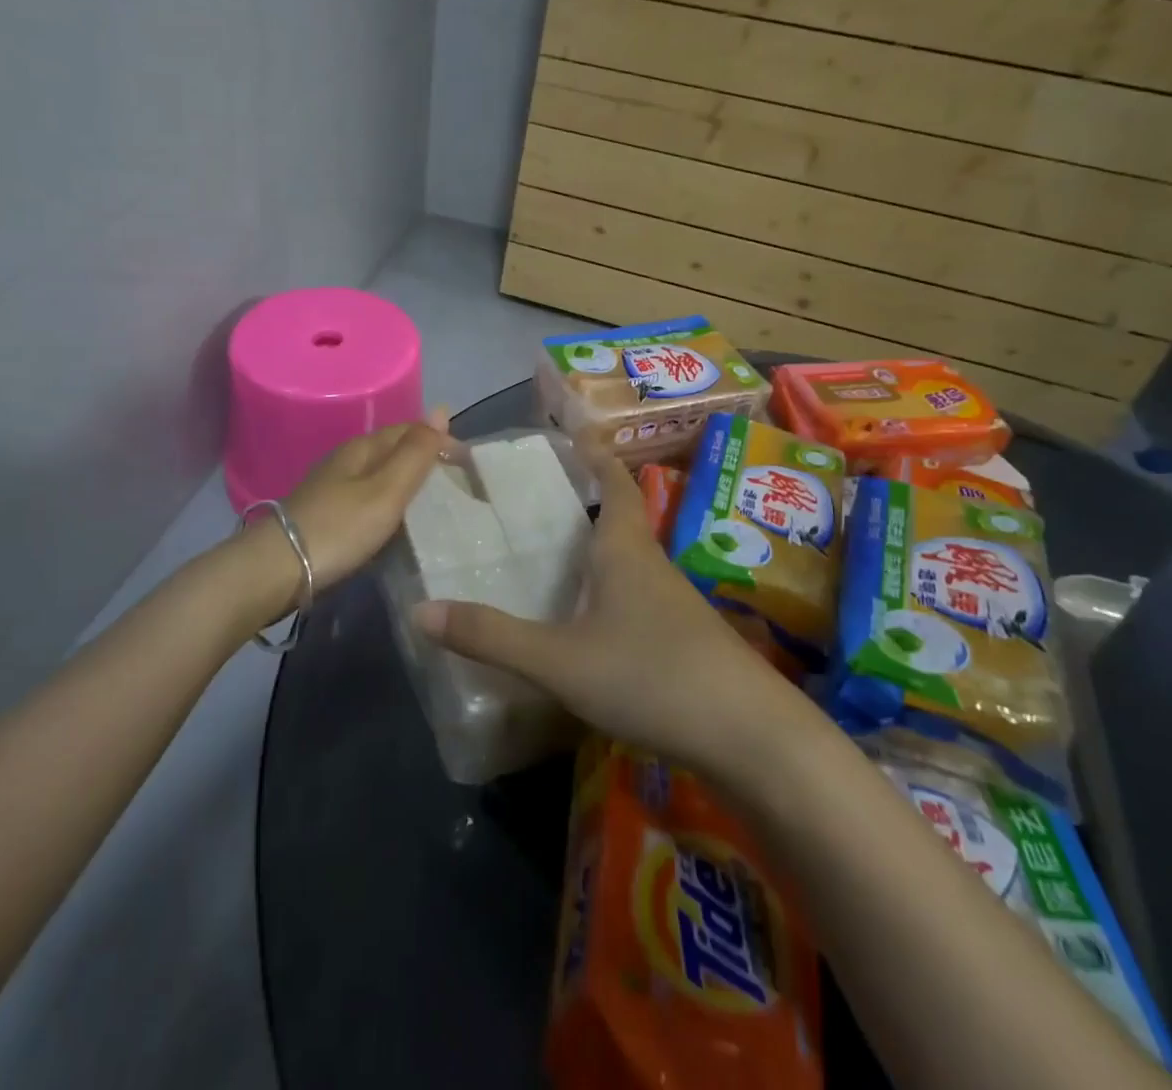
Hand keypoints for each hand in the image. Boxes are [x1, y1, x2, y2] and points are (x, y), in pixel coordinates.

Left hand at [273, 410, 451, 593]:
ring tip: (438, 504)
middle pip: (395, 451)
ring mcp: (334, 488)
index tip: (468, 466)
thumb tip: (442, 409)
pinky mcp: (328, 514)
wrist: (277, 570)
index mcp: (363, 447)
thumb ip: (416, 453)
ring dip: (409, 483)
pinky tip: (400, 522)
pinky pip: (370, 498)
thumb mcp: (386, 490)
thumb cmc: (339, 527)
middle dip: (426, 460)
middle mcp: (347, 460)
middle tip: (459, 486)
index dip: (440, 440)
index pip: (409, 430)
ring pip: (382, 475)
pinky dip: (391, 504)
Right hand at [414, 449, 800, 772]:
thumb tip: (420, 611)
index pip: (615, 484)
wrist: (751, 738)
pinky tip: (587, 622)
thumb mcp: (559, 660)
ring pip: (629, 562)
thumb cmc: (652, 676)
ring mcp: (674, 606)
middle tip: (537, 499)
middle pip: (620, 519)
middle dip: (586, 501)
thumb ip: (492, 637)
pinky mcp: (684, 642)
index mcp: (625, 550)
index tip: (575, 434)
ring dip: (597, 550)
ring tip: (552, 555)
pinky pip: (636, 599)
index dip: (595, 456)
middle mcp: (651, 567)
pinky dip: (608, 593)